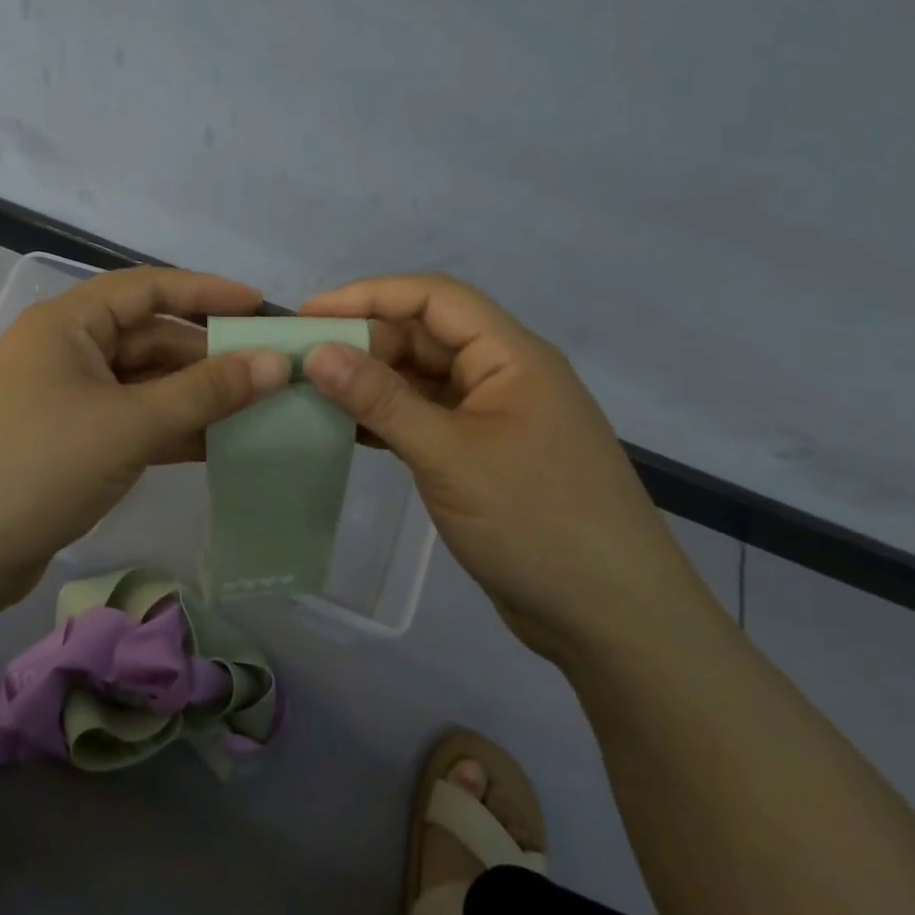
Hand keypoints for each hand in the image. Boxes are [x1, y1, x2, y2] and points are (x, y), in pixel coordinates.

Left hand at [0, 267, 288, 611]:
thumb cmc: (40, 465)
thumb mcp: (129, 424)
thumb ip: (205, 392)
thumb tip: (275, 362)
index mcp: (67, 324)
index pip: (147, 288)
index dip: (206, 291)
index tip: (259, 305)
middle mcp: (64, 351)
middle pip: (148, 339)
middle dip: (206, 355)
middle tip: (267, 373)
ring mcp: (64, 399)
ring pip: (142, 384)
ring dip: (193, 397)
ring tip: (255, 412)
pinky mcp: (68, 443)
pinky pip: (130, 421)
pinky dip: (169, 429)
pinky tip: (215, 446)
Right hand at [299, 274, 715, 662]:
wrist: (613, 620)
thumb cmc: (537, 522)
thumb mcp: (450, 455)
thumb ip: (381, 400)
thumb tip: (318, 352)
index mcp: (511, 356)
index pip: (434, 298)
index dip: (369, 294)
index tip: (310, 313)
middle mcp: (504, 375)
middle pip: (426, 336)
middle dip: (365, 341)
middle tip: (302, 361)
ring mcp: (495, 418)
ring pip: (423, 379)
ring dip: (372, 382)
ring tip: (312, 392)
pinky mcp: (485, 456)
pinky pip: (427, 419)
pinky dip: (388, 419)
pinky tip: (346, 431)